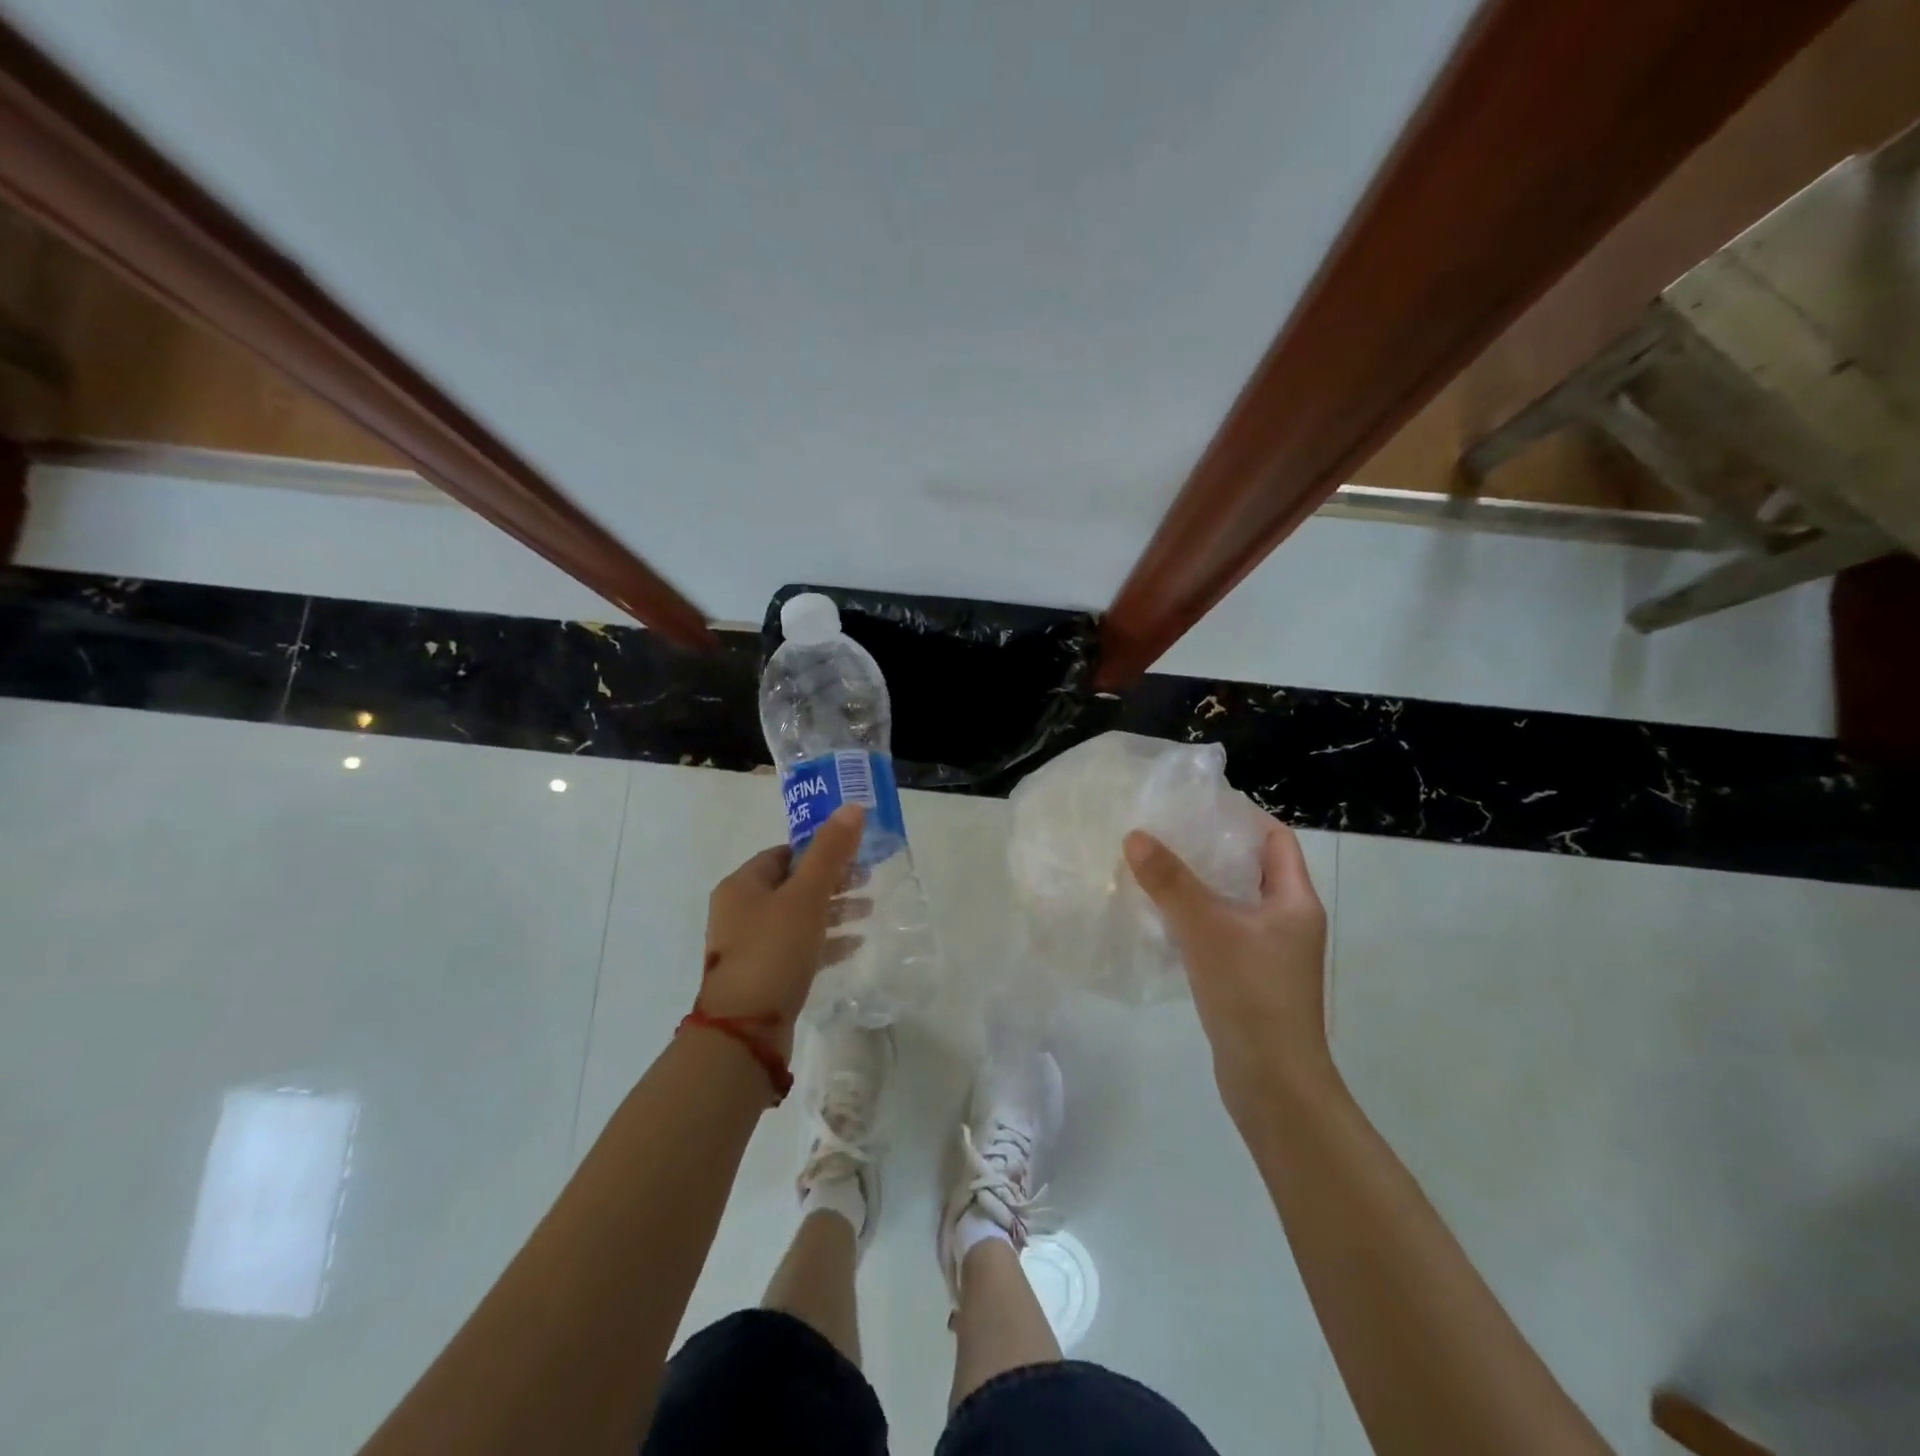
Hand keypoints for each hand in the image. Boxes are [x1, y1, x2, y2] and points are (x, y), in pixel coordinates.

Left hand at [700, 804, 864, 1057]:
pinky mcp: (762, 977)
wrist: (745, 1031)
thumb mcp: (805, 896)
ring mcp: (748, 947)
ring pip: (797, 917)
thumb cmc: (773, 951)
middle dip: (831, 881)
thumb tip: (852, 807)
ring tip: (869, 910)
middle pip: (792, 885)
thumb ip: (830, 852)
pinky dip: (825, 941)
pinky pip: (798, 948)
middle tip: (867, 880)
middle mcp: (739, 912)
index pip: (783, 854)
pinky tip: (855, 944)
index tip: (852, 853)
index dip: (818, 849)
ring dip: (832, 911)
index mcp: (741, 886)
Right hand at [1124, 815, 1332, 1122]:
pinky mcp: (1252, 978)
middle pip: (1251, 867)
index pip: (1275, 838)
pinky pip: (1224, 932)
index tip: (1195, 805)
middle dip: (1211, 847)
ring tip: (1156, 867)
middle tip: (1165, 831)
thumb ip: (1171, 881)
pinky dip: (1197, 919)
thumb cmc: (1251, 994)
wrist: (1273, 1083)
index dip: (1240, 816)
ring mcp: (1272, 952)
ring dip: (1200, 884)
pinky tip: (1161, 918)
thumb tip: (1135, 836)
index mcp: (1294, 900)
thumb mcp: (1207, 928)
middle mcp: (1289, 921)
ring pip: (1234, 902)